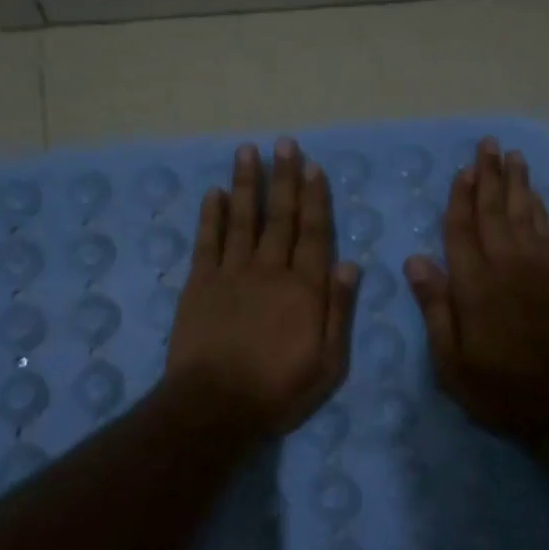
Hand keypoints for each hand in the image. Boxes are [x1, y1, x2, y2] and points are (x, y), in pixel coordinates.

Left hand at [166, 138, 359, 435]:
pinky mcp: (199, 284)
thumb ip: (338, 311)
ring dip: (246, 184)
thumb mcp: (327, 363)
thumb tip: (349, 264)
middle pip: (279, 217)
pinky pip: (206, 241)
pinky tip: (212, 193)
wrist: (215, 405)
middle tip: (283, 143)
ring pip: (242, 219)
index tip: (312, 167)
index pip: (313, 234)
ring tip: (248, 151)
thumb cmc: (278, 390)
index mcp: (304, 289)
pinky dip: (210, 215)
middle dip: (283, 179)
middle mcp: (269, 271)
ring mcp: (231, 274)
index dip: (314, 199)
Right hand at [405, 138, 548, 440]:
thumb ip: (435, 307)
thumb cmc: (499, 387)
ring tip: (513, 156)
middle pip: (494, 212)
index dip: (460, 199)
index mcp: (474, 285)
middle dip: (490, 176)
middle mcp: (506, 266)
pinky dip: (539, 210)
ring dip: (517, 184)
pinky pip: (546, 232)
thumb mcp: (451, 361)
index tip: (462, 170)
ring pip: (524, 215)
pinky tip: (535, 197)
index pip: (461, 231)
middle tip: (488, 144)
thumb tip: (415, 260)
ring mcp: (537, 269)